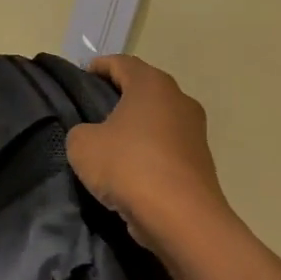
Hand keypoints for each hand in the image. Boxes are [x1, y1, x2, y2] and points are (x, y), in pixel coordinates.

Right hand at [67, 55, 234, 257]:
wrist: (180, 216)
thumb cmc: (128, 166)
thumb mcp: (82, 145)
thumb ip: (81, 131)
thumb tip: (92, 136)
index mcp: (152, 85)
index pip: (122, 63)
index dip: (100, 66)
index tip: (83, 74)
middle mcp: (179, 100)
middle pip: (144, 89)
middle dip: (120, 95)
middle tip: (92, 108)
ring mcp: (194, 131)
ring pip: (158, 119)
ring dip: (136, 125)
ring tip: (108, 141)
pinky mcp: (199, 161)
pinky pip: (166, 146)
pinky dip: (148, 150)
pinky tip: (129, 167)